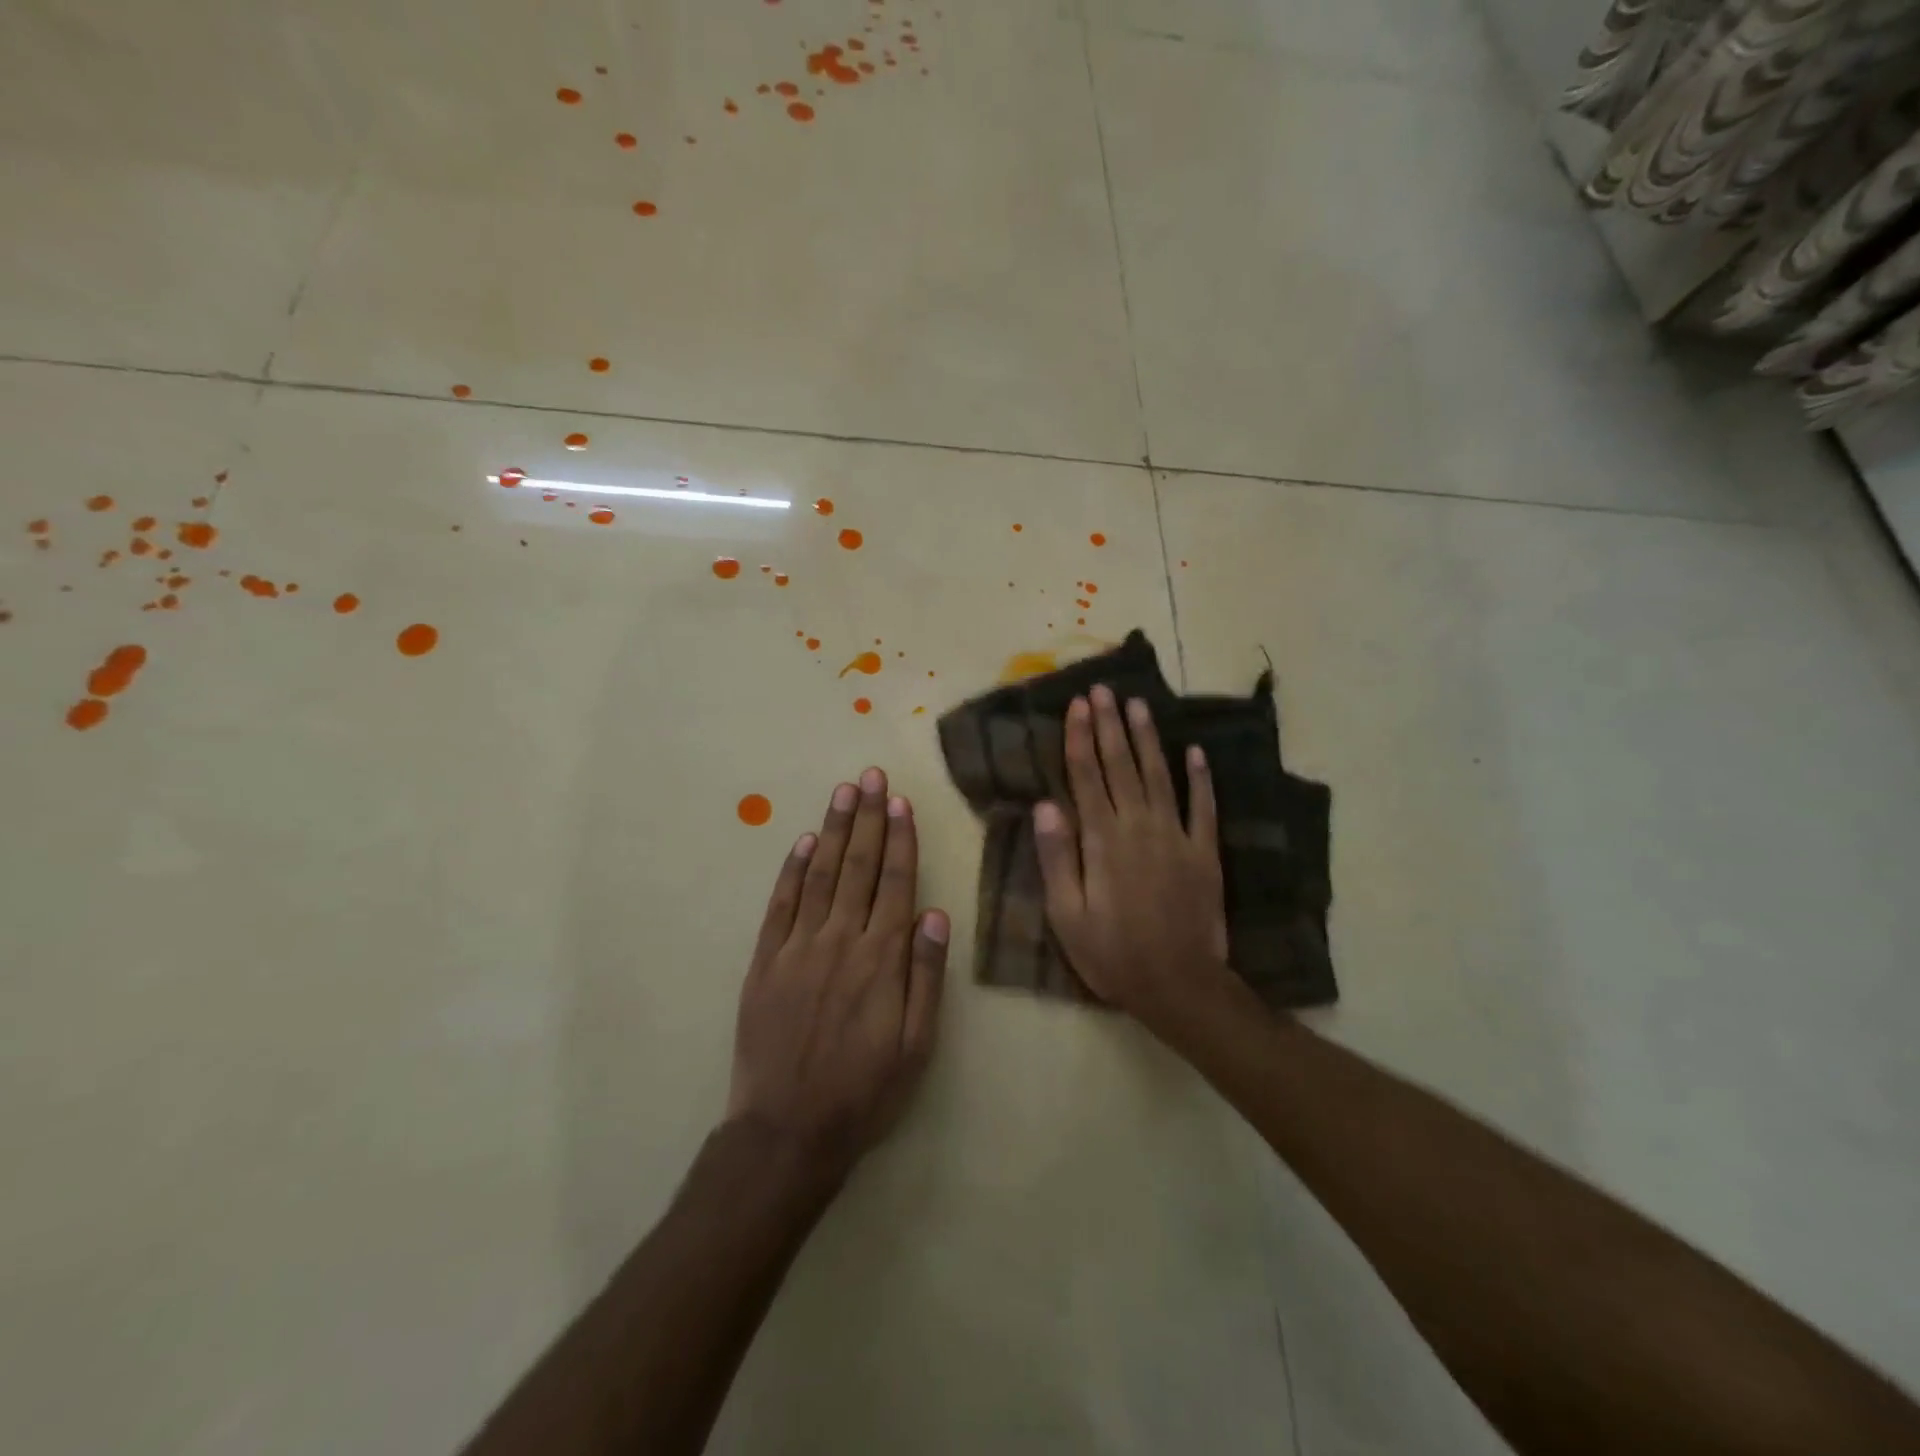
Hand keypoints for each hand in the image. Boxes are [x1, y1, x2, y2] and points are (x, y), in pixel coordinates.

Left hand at [726, 767, 949, 1176]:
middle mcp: (840, 940)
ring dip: (834, 830)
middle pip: (859, 867)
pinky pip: (781, 905)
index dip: (900, 840)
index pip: (896, 883)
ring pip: (821, 875)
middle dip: (868, 818)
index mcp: (882, 959)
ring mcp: (798, 948)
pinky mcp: (765, 962)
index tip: (900, 802)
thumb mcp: (917, 1044)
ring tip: (844, 792)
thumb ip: (926, 975)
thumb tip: (935, 913)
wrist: (788, 1130)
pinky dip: (793, 870)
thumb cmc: (864, 1091)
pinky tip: (805, 842)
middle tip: (871, 776)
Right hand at [1034, 686, 1233, 1031]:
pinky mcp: (1204, 852)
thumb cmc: (1112, 953)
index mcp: (1102, 840)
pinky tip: (1195, 751)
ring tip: (1139, 704)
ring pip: (1159, 775)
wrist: (1179, 984)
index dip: (1080, 737)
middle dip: (1110, 724)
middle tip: (1103, 689)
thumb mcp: (1067, 915)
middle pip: (1121, 765)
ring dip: (1148, 738)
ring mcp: (1177, 836)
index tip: (1077, 705)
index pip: (1087, 776)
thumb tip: (1045, 805)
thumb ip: (1057, 858)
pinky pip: (1203, 806)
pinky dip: (1200, 778)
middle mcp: (1139, 826)